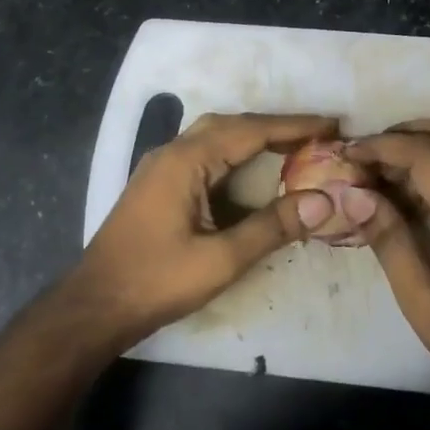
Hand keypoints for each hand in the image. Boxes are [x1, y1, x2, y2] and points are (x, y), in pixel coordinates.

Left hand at [65, 112, 339, 350]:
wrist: (96, 305)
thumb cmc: (157, 281)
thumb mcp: (221, 259)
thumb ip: (272, 227)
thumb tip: (324, 202)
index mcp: (185, 161)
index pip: (250, 130)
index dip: (294, 127)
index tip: (332, 125)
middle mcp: (171, 153)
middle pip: (231, 125)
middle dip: (276, 127)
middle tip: (318, 135)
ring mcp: (160, 167)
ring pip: (214, 137)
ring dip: (253, 137)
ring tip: (294, 147)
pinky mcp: (157, 184)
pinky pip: (202, 154)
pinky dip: (234, 153)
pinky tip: (251, 170)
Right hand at [348, 118, 429, 418]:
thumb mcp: (423, 303)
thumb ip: (390, 242)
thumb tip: (353, 195)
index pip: (428, 156)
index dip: (382, 147)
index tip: (346, 154)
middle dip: (407, 131)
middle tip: (367, 153)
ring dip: (425, 145)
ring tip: (381, 172)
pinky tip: (410, 194)